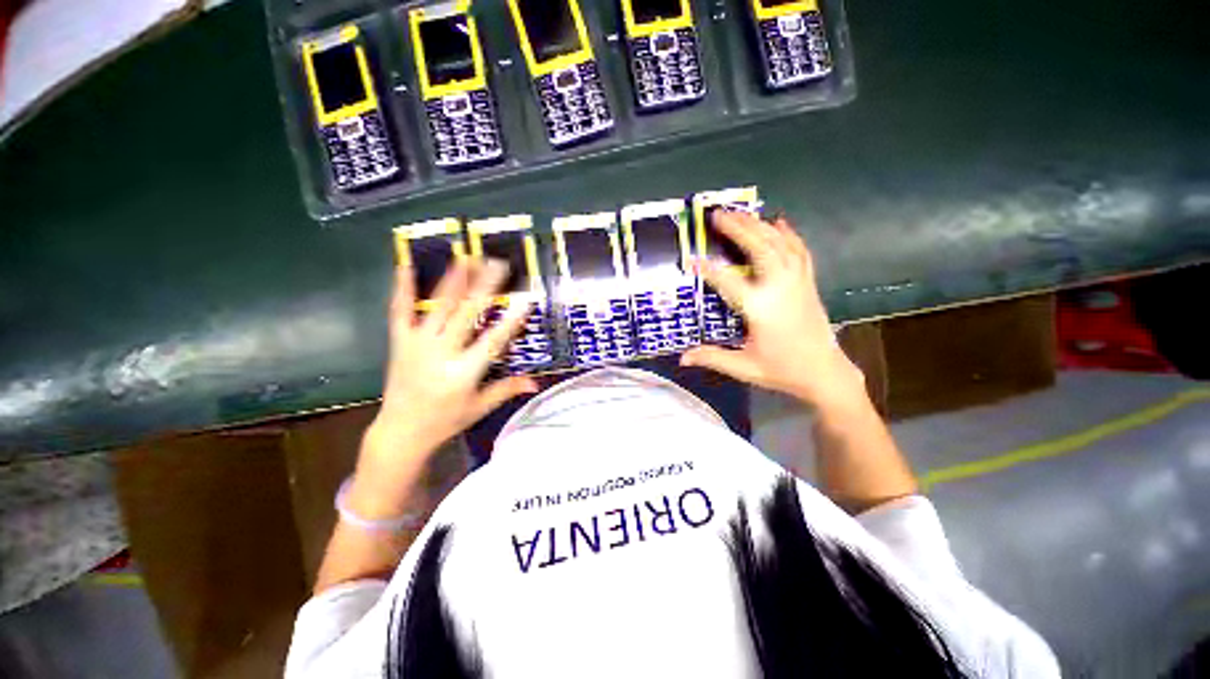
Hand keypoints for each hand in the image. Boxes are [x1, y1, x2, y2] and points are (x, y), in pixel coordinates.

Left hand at [352, 259, 537, 515]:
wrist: (400, 432)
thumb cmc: (446, 420)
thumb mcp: (480, 407)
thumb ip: (507, 389)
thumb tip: (536, 383)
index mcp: (463, 372)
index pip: (493, 341)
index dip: (511, 320)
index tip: (526, 299)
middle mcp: (441, 353)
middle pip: (466, 314)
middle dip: (484, 287)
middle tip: (498, 264)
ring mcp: (417, 345)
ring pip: (437, 307)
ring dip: (453, 280)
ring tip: (465, 257)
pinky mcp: (399, 342)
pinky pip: (400, 312)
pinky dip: (402, 288)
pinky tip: (405, 265)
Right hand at [680, 211, 865, 410]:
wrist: (825, 373)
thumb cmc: (782, 370)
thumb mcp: (744, 367)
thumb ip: (712, 357)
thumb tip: (682, 358)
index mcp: (761, 309)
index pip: (729, 282)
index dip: (708, 270)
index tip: (691, 259)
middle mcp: (780, 289)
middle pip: (760, 249)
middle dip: (739, 229)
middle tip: (718, 215)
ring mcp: (798, 283)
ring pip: (780, 244)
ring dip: (759, 225)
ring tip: (740, 213)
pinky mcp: (808, 283)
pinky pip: (800, 251)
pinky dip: (789, 234)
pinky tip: (779, 221)